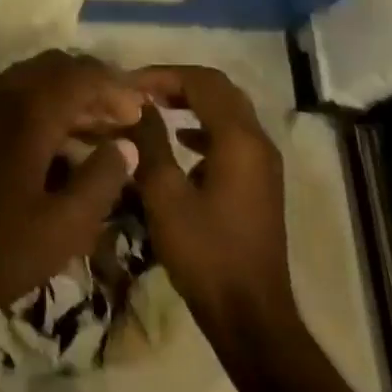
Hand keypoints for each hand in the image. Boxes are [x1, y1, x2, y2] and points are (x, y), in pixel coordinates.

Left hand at [0, 51, 145, 332]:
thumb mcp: (60, 230)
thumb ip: (99, 181)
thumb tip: (125, 146)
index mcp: (28, 110)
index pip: (82, 74)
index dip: (116, 87)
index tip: (138, 113)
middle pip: (55, 67)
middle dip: (91, 85)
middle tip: (118, 119)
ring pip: (29, 78)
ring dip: (62, 95)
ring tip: (89, 133)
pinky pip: (6, 94)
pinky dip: (35, 104)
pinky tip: (45, 144)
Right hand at [128, 65, 298, 344]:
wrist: (250, 317)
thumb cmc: (205, 253)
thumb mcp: (165, 194)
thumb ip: (149, 142)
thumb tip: (135, 105)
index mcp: (238, 138)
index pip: (201, 81)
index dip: (163, 74)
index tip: (128, 83)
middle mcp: (257, 141)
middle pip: (218, 89)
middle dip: (178, 82)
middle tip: (141, 90)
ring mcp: (263, 163)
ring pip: (227, 110)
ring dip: (191, 101)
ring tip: (153, 107)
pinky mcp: (259, 182)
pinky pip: (231, 135)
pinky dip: (203, 125)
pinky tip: (180, 140)